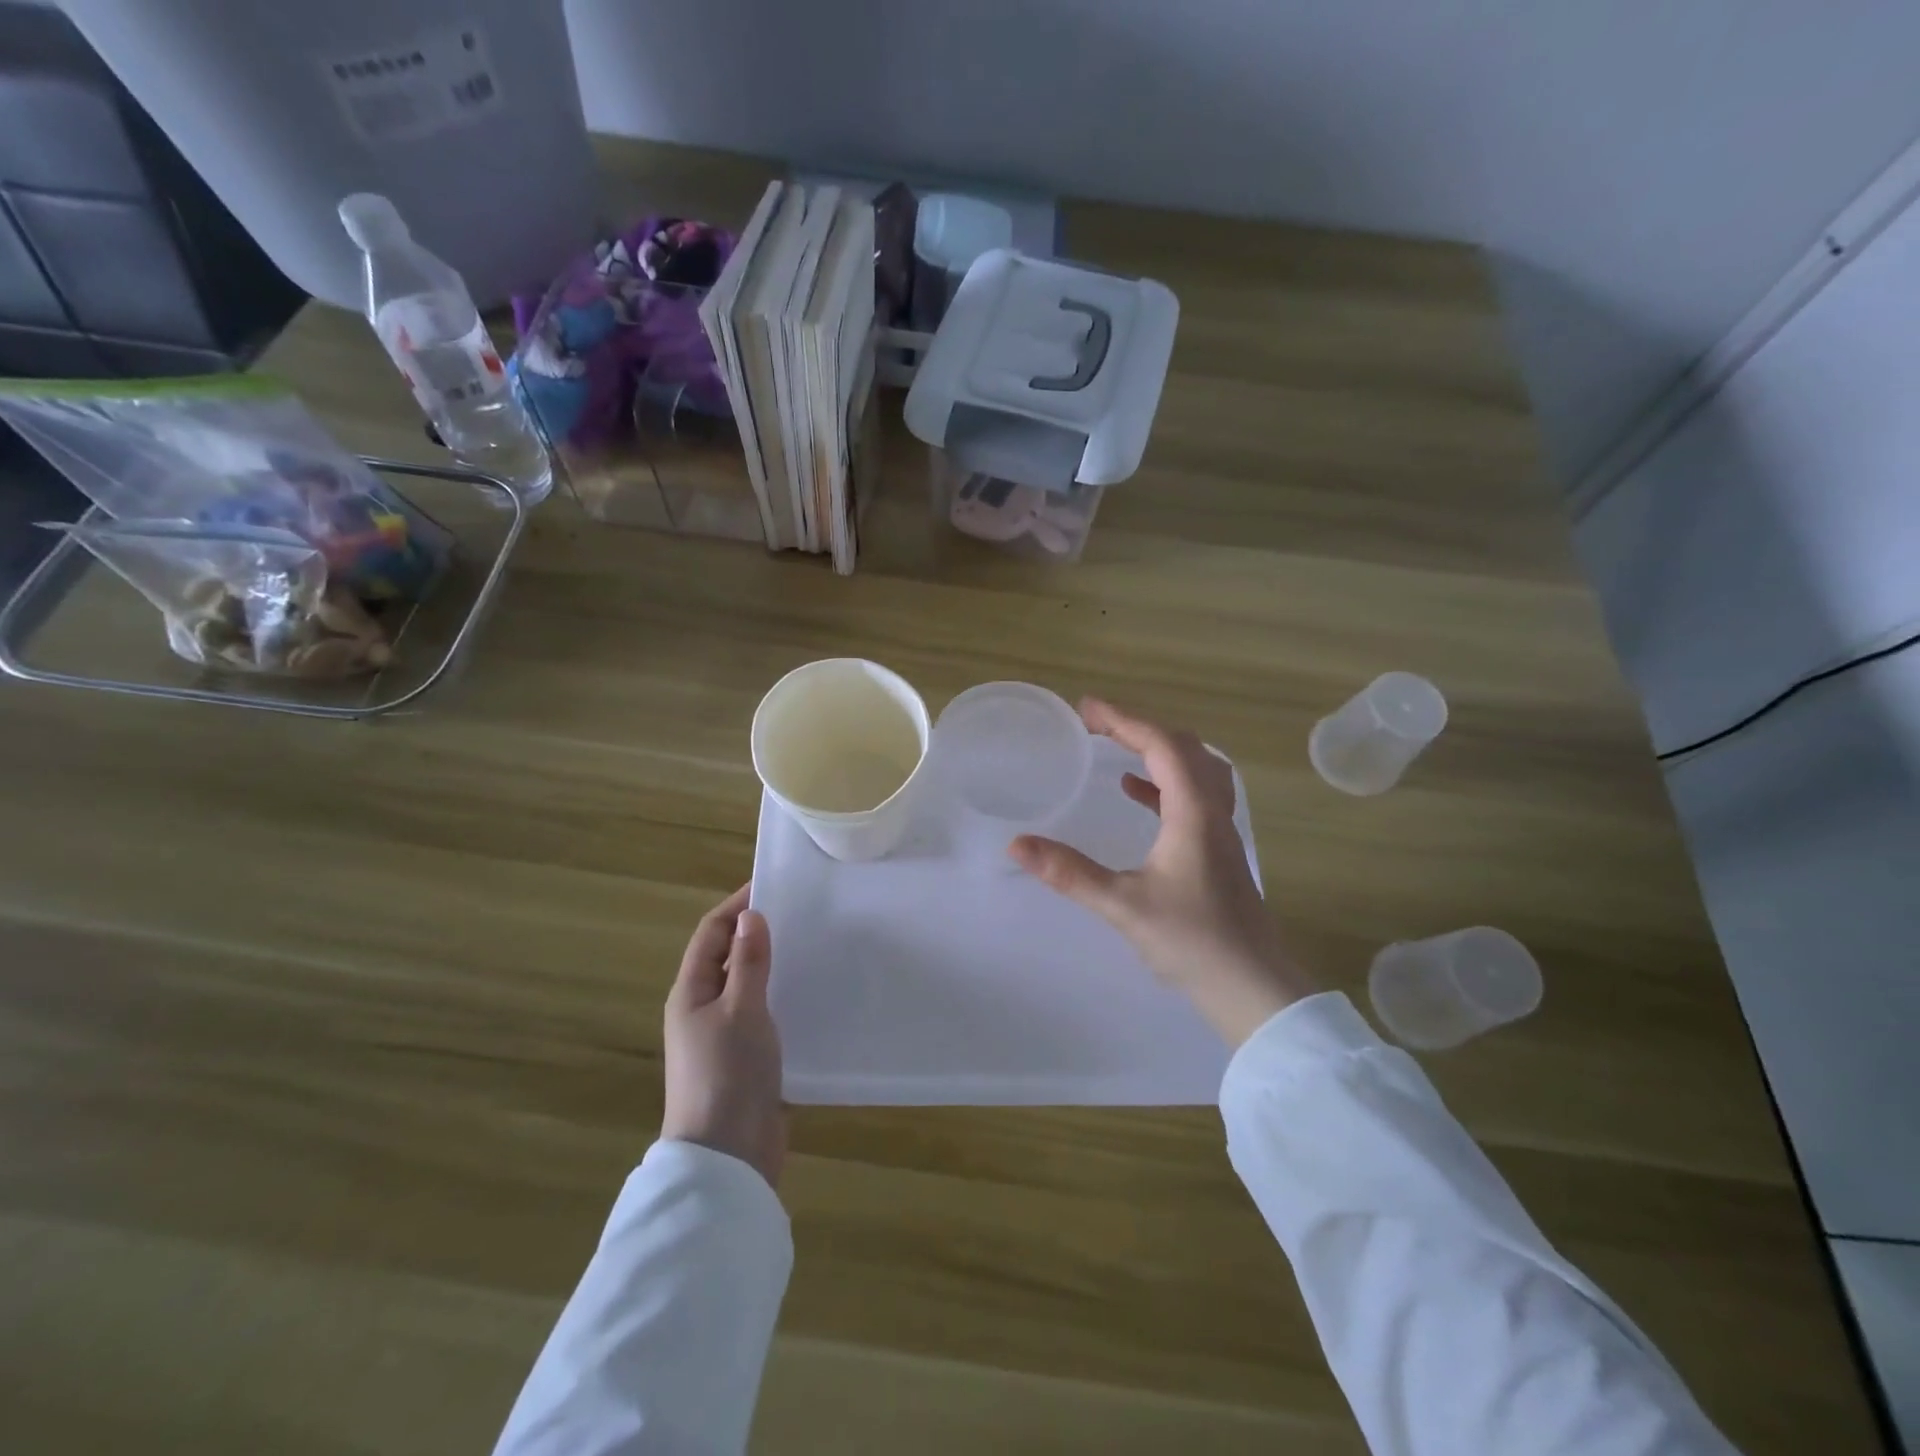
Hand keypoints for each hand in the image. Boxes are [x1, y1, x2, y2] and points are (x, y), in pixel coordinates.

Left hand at [661, 884, 785, 1189]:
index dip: (738, 906)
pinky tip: (813, 993)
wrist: (728, 1156)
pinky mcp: (747, 1058)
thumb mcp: (741, 1010)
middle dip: (759, 932)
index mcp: (690, 992)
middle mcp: (703, 1009)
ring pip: (749, 985)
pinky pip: (764, 1014)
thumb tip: (751, 916)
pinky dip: (783, 996)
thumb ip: (749, 963)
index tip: (774, 885)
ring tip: (814, 946)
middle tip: (803, 913)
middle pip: (729, 956)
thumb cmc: (728, 1074)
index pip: (711, 933)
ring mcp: (724, 1036)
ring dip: (774, 965)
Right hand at [1011, 699, 1316, 1046]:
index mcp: (1194, 813)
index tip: (1086, 709)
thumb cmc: (1192, 942)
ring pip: (1194, 769)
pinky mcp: (1217, 852)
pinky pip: (1192, 797)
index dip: (1124, 719)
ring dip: (1156, 750)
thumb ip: (1069, 873)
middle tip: (1096, 724)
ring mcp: (1220, 831)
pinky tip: (1136, 793)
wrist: (1252, 988)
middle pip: (1183, 748)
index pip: (1162, 745)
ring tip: (1116, 747)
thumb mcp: (1123, 905)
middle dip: (1138, 727)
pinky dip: (1163, 783)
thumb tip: (1017, 844)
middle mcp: (1212, 811)